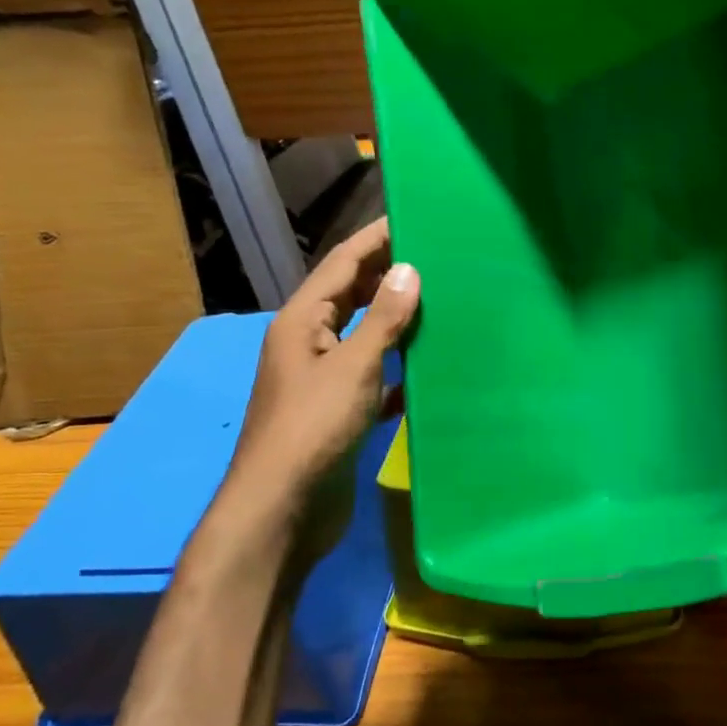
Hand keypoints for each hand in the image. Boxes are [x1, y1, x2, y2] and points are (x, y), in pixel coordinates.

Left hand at [228, 217, 420, 507]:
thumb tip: (408, 269)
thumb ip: (383, 319)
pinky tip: (430, 366)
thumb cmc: (313, 428)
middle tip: (436, 254)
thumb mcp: (352, 366)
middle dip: (389, 274)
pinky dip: (400, 367)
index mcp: (303, 323)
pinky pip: (375, 376)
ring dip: (398, 320)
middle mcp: (310, 344)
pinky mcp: (341, 412)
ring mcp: (325, 380)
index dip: (375, 239)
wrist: (284, 508)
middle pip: (353, 297)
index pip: (343, 266)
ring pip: (366, 336)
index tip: (411, 216)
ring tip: (442, 300)